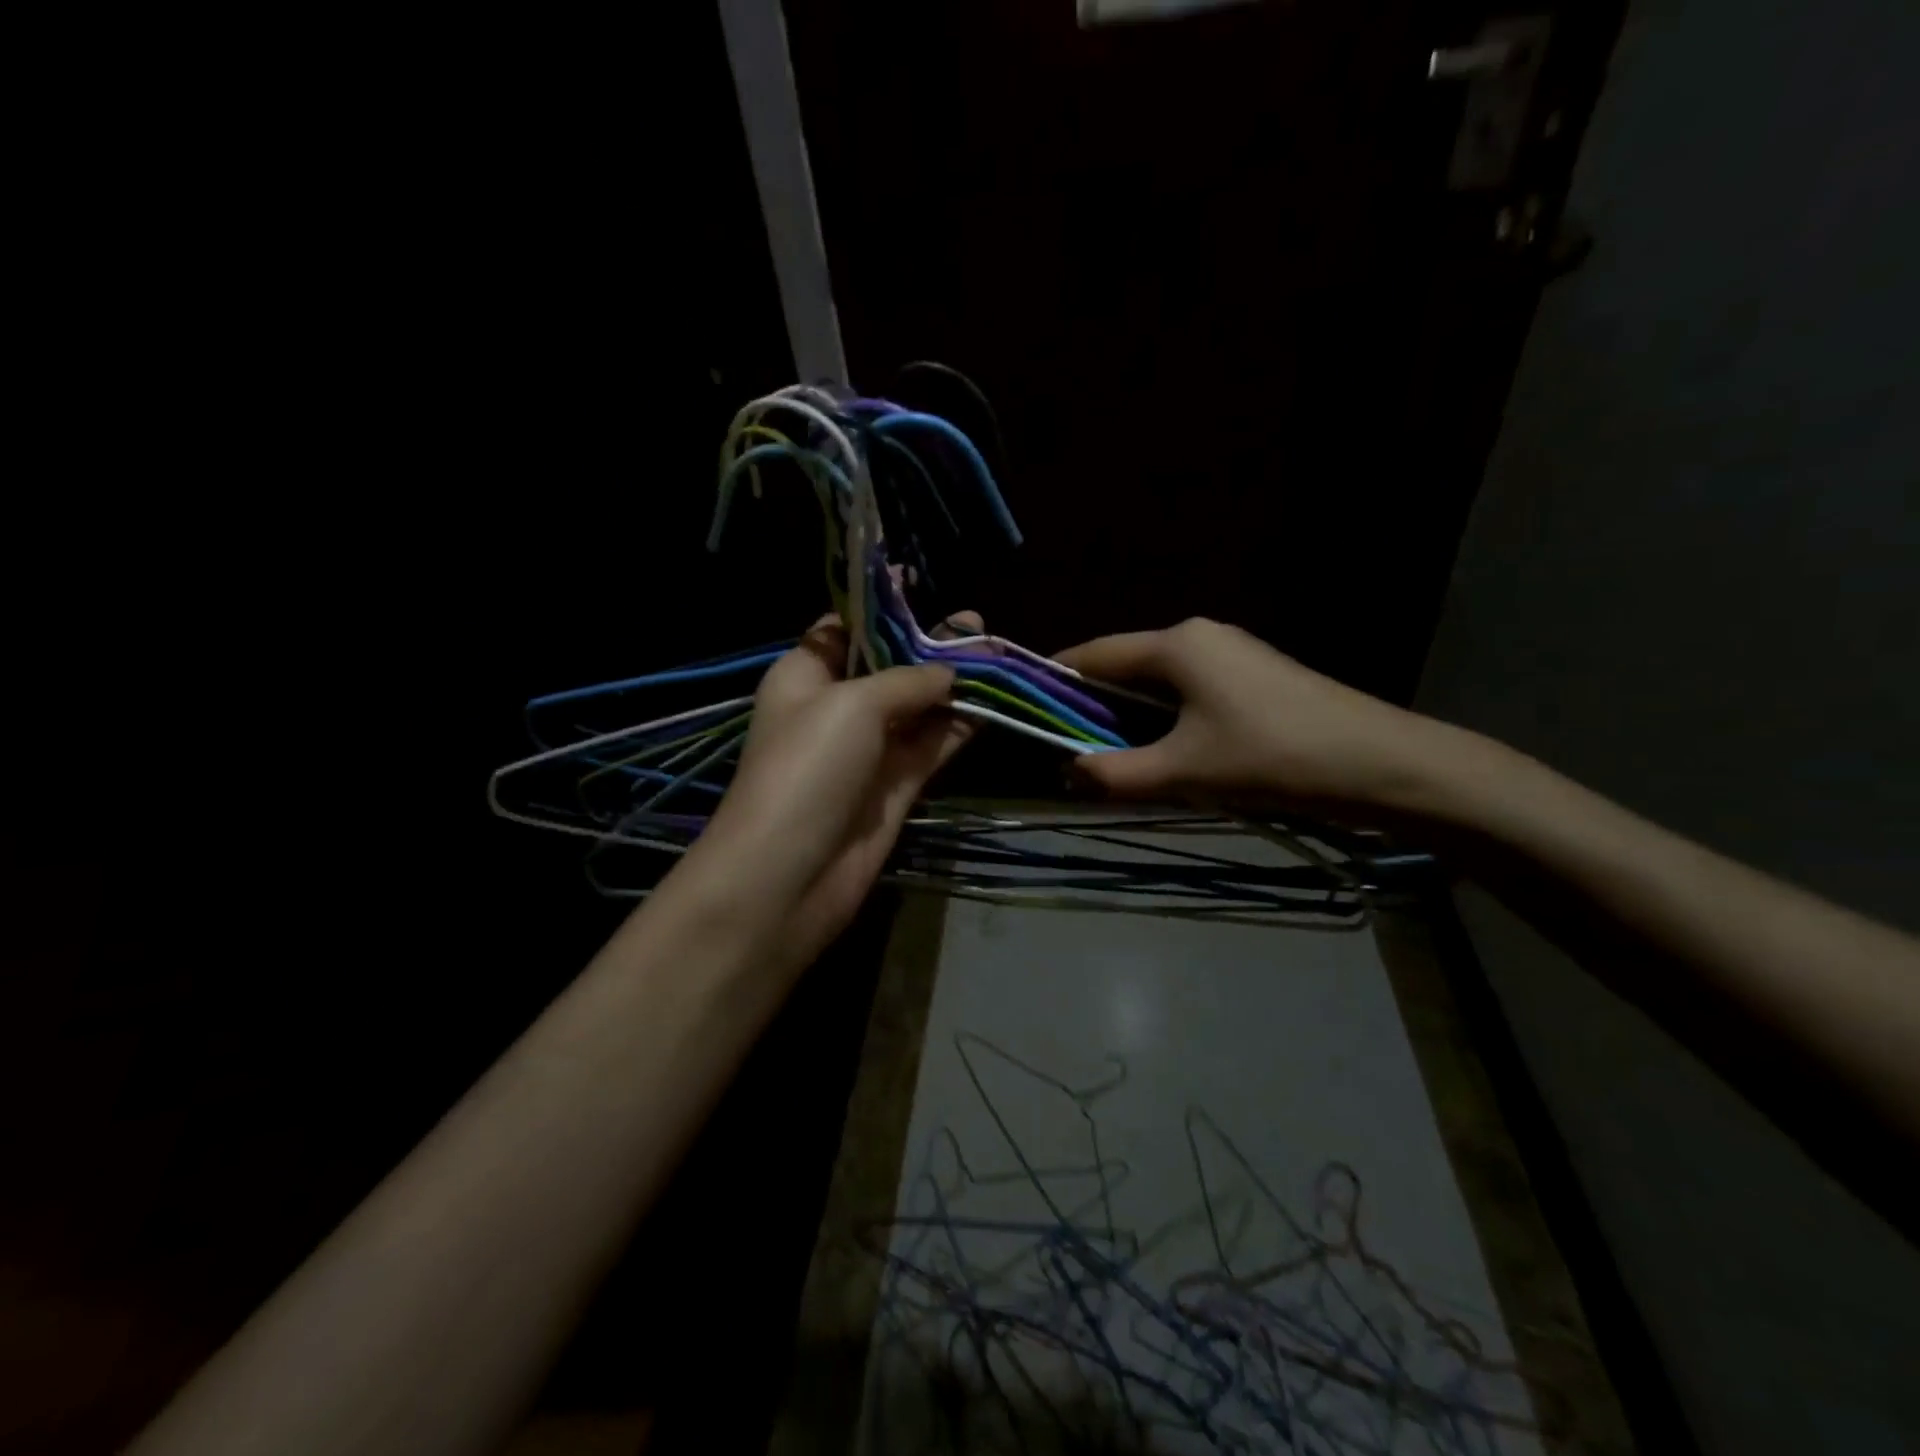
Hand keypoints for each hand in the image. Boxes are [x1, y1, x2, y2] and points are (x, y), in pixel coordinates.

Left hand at [691, 614, 977, 958]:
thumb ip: (907, 680)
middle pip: (889, 665)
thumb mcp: (852, 704)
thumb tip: (949, 671)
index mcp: (805, 674)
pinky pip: (932, 745)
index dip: (880, 606)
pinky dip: (959, 725)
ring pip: (917, 706)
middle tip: (977, 624)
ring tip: (998, 654)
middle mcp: (836, 707)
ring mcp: (868, 749)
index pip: (844, 628)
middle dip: (929, 644)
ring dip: (954, 683)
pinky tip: (993, 703)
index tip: (918, 581)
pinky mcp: (895, 786)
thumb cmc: (807, 768)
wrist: (790, 873)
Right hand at [1056, 618, 1443, 812]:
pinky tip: (1170, 756)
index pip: (1094, 654)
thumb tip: (1067, 773)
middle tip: (1071, 750)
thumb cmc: (1272, 757)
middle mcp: (1199, 637)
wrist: (1382, 765)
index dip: (1056, 679)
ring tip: (1115, 760)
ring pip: (1158, 684)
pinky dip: (1167, 721)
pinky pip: (1190, 694)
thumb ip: (1115, 773)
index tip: (1027, 709)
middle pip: (1126, 667)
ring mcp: (1232, 655)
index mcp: (1176, 645)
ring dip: (1132, 719)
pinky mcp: (1254, 678)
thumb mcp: (1184, 772)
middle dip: (1094, 708)